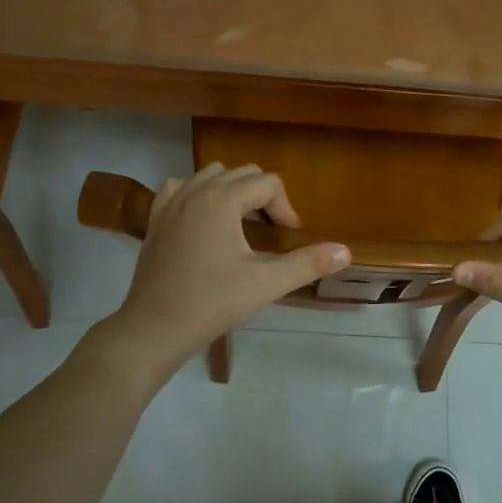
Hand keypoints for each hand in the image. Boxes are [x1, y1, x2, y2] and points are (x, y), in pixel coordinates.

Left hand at [104, 163, 349, 377]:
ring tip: (241, 226)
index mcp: (223, 200)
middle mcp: (196, 190)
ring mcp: (171, 202)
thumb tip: (346, 251)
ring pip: (211, 175)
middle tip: (269, 233)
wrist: (155, 328)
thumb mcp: (266, 283)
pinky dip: (198, 194)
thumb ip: (308, 263)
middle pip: (242, 173)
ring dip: (232, 192)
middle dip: (262, 197)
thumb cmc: (213, 303)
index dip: (285, 208)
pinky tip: (205, 220)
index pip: (268, 183)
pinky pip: (182, 187)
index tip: (286, 239)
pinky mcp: (155, 217)